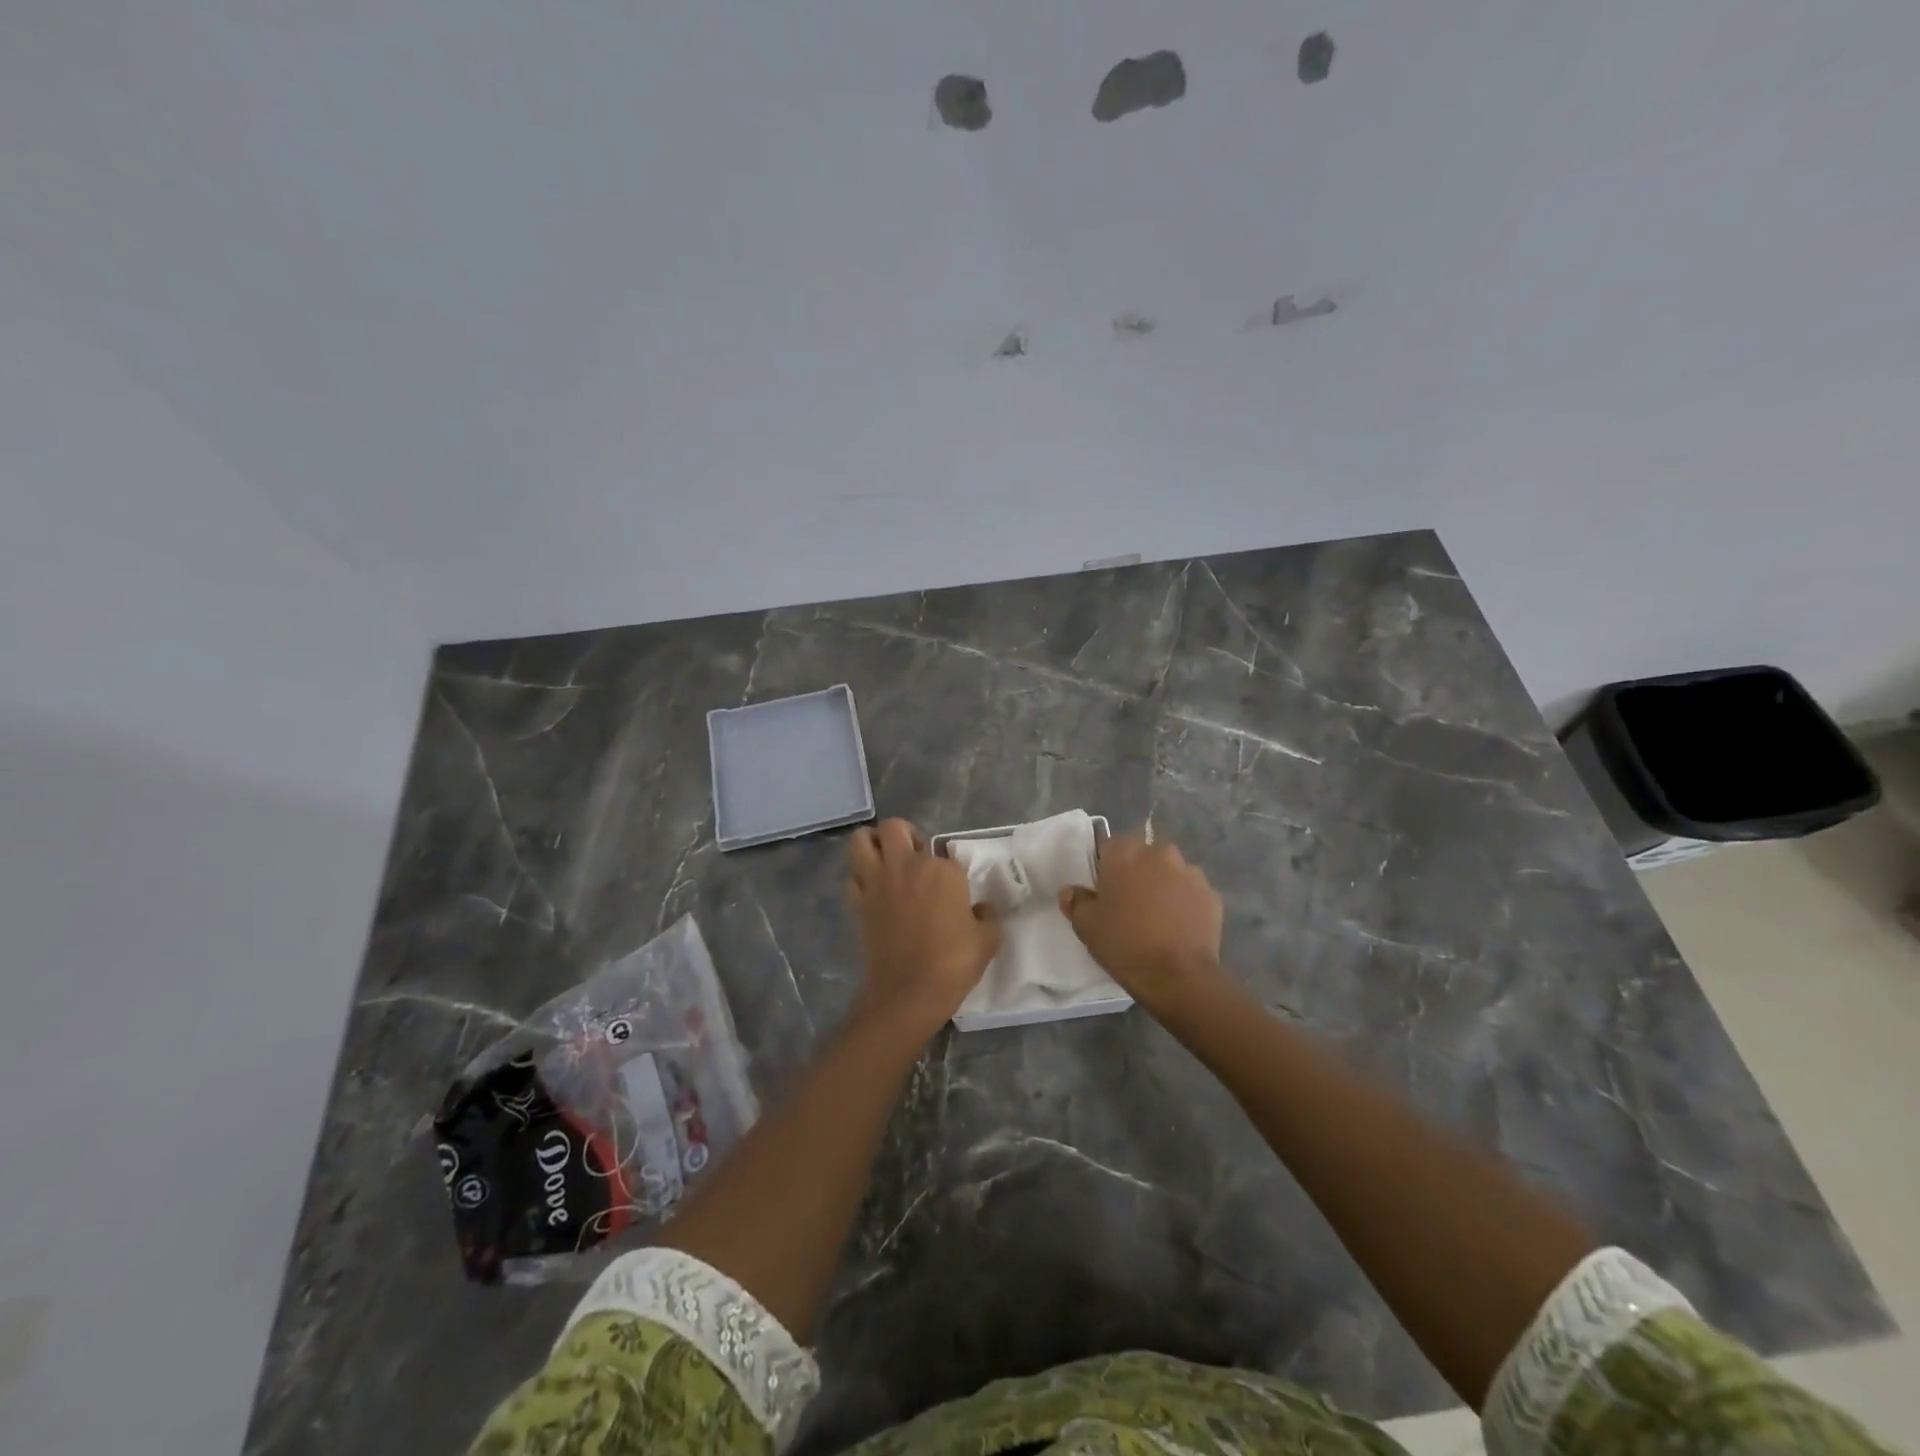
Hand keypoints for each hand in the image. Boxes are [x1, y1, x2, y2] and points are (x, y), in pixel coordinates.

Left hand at [847, 819, 1000, 1036]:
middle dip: (904, 835)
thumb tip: (981, 907)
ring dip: (872, 844)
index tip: (953, 887)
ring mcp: (877, 882)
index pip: (944, 851)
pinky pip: (851, 877)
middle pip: (894, 827)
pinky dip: (859, 879)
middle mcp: (906, 865)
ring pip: (861, 840)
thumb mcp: (988, 939)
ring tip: (886, 861)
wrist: (908, 993)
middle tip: (914, 856)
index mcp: (942, 870)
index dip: (948, 867)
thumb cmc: (953, 964)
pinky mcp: (857, 902)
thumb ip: (988, 914)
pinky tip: (873, 891)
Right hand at [1058, 834, 1222, 1011]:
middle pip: (1143, 854)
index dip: (1106, 865)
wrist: (1179, 976)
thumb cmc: (1125, 944)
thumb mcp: (1086, 926)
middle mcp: (1159, 853)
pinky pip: (1191, 892)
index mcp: (1125, 854)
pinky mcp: (1212, 895)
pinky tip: (1179, 926)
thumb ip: (1076, 901)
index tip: (1105, 888)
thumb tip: (1071, 891)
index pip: (1110, 844)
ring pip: (1171, 871)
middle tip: (1130, 902)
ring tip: (1158, 915)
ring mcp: (1190, 872)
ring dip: (1163, 884)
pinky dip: (1185, 902)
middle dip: (1137, 871)